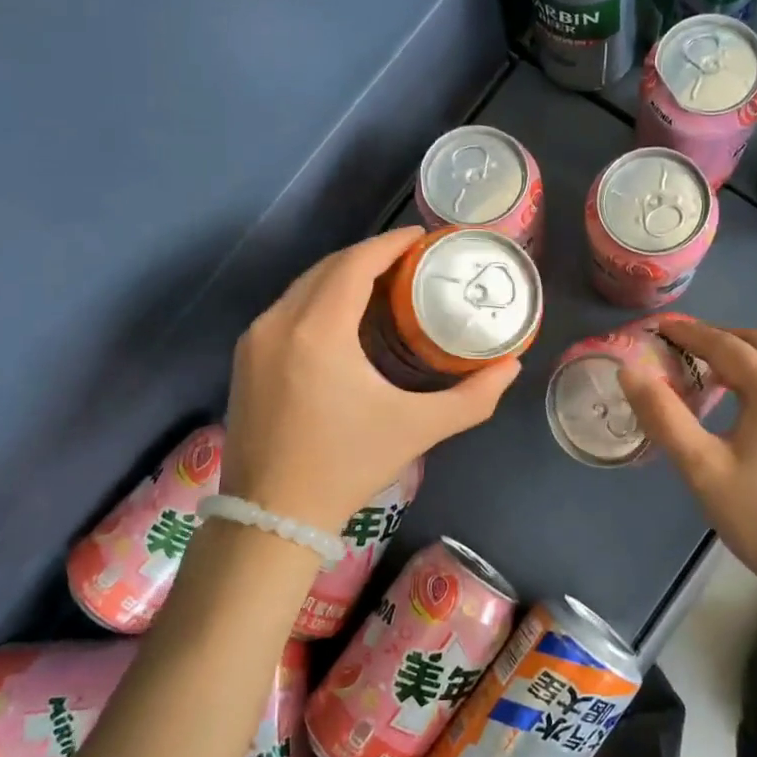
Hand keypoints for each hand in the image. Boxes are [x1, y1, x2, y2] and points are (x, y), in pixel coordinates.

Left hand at [221, 227, 519, 533]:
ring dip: (342, 275)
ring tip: (382, 283)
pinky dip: (318, 299)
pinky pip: (286, 309)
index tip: (421, 237)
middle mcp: (278, 322)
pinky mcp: (244, 359)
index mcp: (318, 330)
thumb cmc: (347, 466)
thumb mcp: (417, 429)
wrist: (270, 518)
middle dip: (369, 256)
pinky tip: (343, 317)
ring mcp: (254, 340)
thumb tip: (513, 366)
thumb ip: (472, 397)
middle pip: (328, 268)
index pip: (355, 264)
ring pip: (303, 287)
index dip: (390, 243)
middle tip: (410, 261)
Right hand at [618, 316, 756, 584]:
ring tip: (712, 374)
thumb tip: (631, 372)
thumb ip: (663, 416)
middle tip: (686, 346)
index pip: (726, 345)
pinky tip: (750, 407)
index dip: (691, 333)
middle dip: (721, 338)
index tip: (663, 326)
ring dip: (747, 358)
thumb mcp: (701, 468)